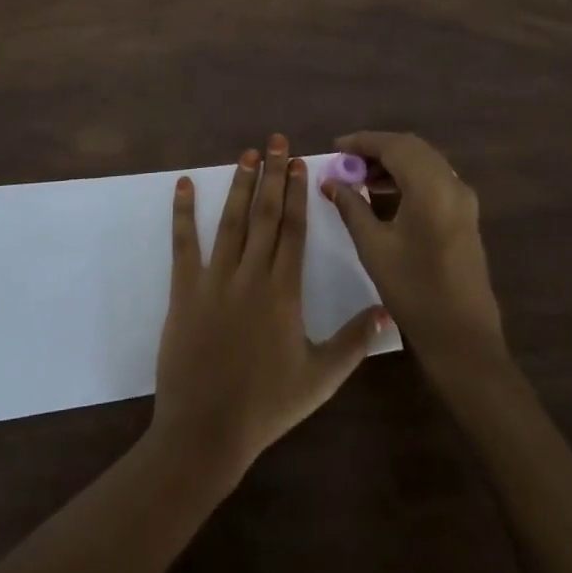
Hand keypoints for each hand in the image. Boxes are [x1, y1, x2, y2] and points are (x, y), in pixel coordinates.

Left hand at [151, 134, 385, 487]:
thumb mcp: (320, 379)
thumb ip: (354, 342)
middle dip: (272, 174)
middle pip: (265, 214)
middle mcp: (251, 274)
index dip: (296, 193)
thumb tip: (387, 311)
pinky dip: (183, 212)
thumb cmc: (267, 405)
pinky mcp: (184, 290)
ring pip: (231, 221)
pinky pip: (184, 244)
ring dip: (240, 185)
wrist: (206, 431)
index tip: (299, 163)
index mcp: (284, 291)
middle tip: (276, 141)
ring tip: (246, 154)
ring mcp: (215, 279)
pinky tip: (184, 184)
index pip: (293, 229)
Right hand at [325, 132, 505, 379]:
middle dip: (377, 149)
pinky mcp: (466, 214)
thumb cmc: (414, 291)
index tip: (335, 147)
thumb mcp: (373, 247)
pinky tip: (386, 195)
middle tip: (346, 162)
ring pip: (425, 162)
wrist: (463, 338)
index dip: (362, 142)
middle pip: (412, 148)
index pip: (394, 146)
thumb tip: (330, 181)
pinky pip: (435, 179)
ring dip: (393, 163)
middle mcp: (452, 184)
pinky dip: (409, 177)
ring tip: (361, 179)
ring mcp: (463, 199)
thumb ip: (351, 207)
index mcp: (431, 187)